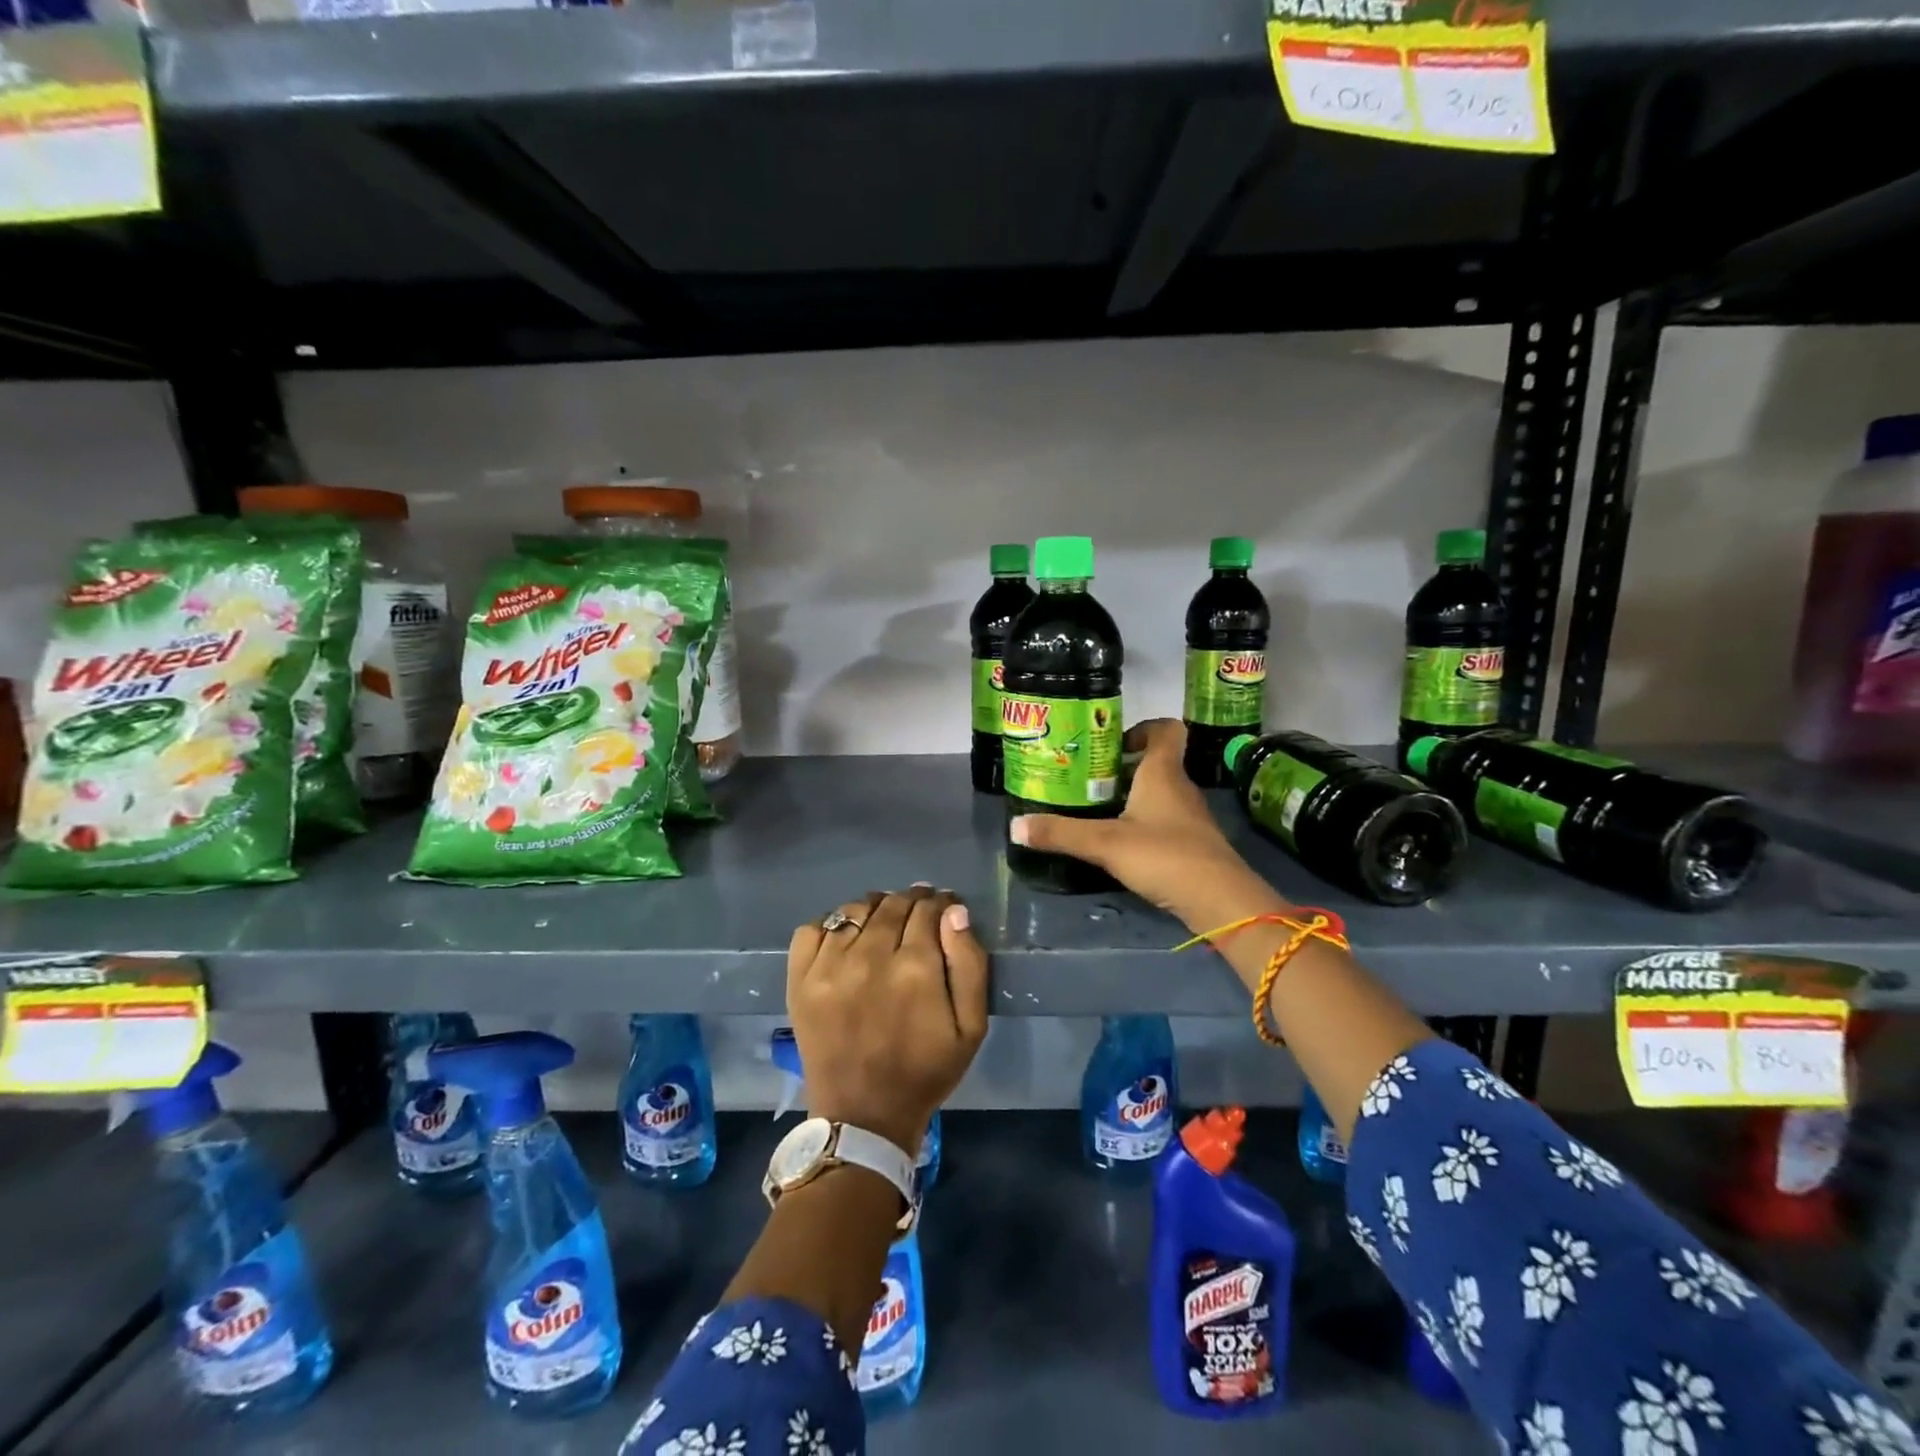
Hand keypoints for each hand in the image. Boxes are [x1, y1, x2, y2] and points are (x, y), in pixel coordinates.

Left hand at [787, 886, 988, 1155]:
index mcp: (916, 968)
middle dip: (911, 901)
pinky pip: (813, 928)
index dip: (940, 903)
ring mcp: (829, 966)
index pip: (928, 909)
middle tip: (918, 912)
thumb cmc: (925, 1072)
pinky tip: (847, 939)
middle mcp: (870, 957)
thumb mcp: (971, 1027)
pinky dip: (832, 925)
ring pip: (855, 909)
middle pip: (893, 904)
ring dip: (875, 908)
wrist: (863, 1117)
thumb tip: (955, 911)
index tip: (945, 907)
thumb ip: (969, 964)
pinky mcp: (800, 979)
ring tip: (884, 923)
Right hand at [1010, 719, 1291, 931]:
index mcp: (1163, 773)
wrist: (1220, 902)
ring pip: (1159, 794)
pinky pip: (1164, 821)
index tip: (1112, 743)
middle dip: (1122, 767)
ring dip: (1131, 796)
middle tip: (1086, 778)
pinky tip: (1119, 842)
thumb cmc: (1164, 855)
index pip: (1166, 730)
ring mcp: (1190, 817)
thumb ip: (1061, 834)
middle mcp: (1180, 788)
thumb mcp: (1105, 843)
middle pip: (1156, 763)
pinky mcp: (1192, 844)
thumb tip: (1015, 826)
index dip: (1143, 728)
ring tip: (1095, 808)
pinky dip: (1142, 823)